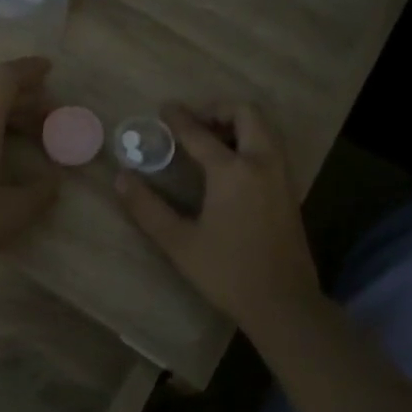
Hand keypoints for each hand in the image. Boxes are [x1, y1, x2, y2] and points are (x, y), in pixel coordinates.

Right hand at [114, 102, 322, 331]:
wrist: (284, 303)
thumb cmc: (227, 272)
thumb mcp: (179, 243)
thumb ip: (147, 208)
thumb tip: (122, 178)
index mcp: (233, 171)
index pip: (200, 133)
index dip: (179, 118)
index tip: (164, 108)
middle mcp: (261, 162)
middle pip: (246, 113)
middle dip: (218, 110)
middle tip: (193, 124)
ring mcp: (281, 174)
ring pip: (264, 127)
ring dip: (238, 123)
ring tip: (210, 140)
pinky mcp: (289, 189)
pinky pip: (271, 146)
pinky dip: (251, 139)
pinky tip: (230, 165)